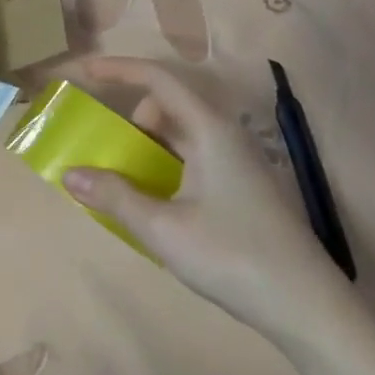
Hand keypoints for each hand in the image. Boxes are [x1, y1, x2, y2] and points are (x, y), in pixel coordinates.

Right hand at [59, 57, 354, 342]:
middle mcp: (225, 136)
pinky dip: (162, 166)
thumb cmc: (231, 256)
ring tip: (117, 177)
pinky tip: (148, 201)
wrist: (303, 304)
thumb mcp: (162, 228)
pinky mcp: (239, 187)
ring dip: (145, 145)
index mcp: (210, 130)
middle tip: (102, 147)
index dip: (119, 70)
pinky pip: (191, 159)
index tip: (83, 71)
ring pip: (180, 135)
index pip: (159, 80)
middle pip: (169, 105)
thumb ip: (114, 197)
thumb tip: (70, 174)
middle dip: (130, 117)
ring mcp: (236, 163)